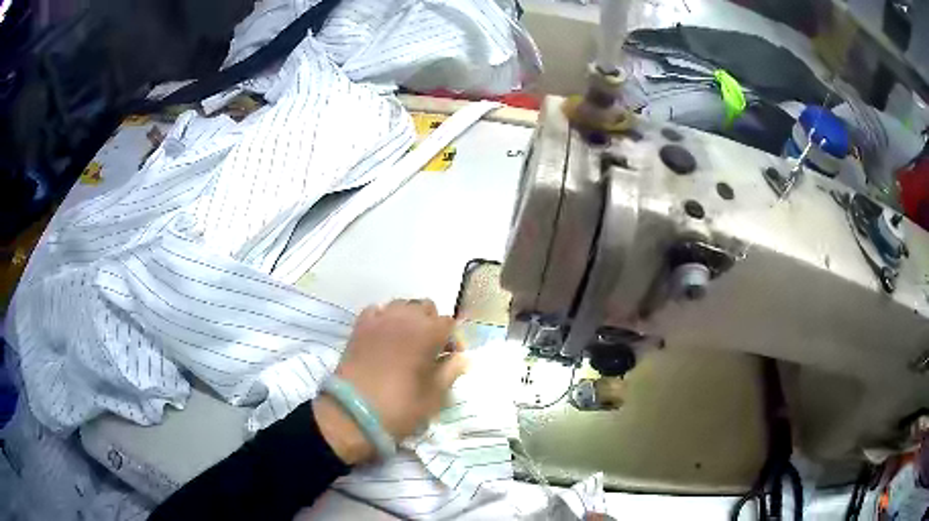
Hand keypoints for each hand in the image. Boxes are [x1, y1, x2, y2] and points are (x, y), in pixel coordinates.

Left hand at [313, 299, 467, 464]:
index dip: (452, 340)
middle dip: (431, 324)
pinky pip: (376, 311)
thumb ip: (450, 372)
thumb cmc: (400, 407)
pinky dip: (384, 319)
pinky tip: (384, 337)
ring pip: (401, 305)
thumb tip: (461, 358)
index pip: (448, 323)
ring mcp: (378, 320)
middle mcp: (404, 318)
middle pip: (425, 307)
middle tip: (430, 349)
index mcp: (427, 333)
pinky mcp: (358, 328)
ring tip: (407, 342)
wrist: (352, 413)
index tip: (450, 359)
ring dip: (408, 319)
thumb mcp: (434, 396)